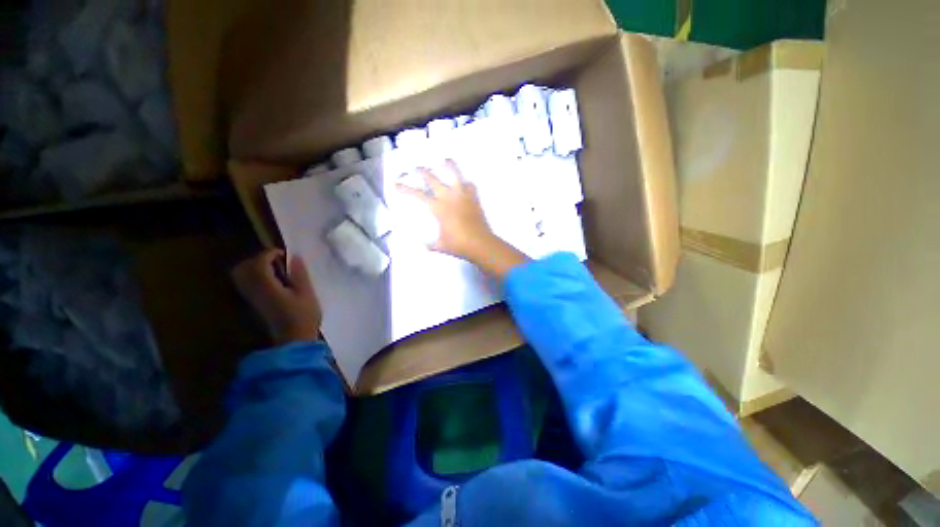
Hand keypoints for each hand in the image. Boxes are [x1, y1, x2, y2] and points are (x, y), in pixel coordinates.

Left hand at [231, 249, 321, 345]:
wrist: (294, 339)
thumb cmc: (304, 316)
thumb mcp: (307, 294)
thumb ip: (299, 274)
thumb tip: (294, 257)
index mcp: (267, 287)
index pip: (258, 264)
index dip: (269, 254)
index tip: (284, 254)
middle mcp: (254, 291)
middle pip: (244, 268)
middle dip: (259, 259)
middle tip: (277, 260)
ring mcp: (252, 297)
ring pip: (242, 275)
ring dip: (255, 267)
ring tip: (275, 269)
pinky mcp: (254, 303)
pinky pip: (246, 283)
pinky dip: (255, 276)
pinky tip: (272, 279)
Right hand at [396, 159, 496, 259]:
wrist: (480, 243)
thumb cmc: (458, 244)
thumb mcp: (440, 245)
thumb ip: (430, 244)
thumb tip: (422, 247)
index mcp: (438, 208)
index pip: (418, 195)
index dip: (406, 189)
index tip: (396, 183)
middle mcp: (449, 197)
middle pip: (434, 179)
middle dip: (424, 172)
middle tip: (418, 168)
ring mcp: (463, 196)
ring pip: (456, 175)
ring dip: (450, 166)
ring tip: (446, 160)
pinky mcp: (474, 199)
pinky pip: (470, 186)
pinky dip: (466, 184)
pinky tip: (465, 184)